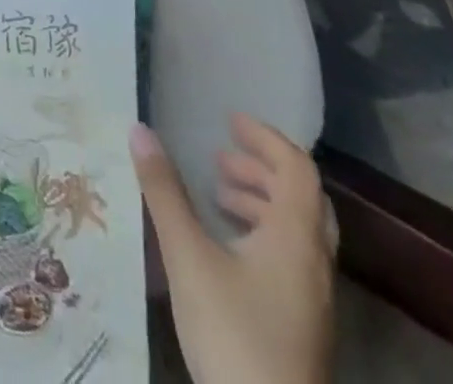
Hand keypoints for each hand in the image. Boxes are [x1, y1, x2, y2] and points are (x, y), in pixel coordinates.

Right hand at [131, 115, 333, 383]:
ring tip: (216, 195)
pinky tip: (225, 247)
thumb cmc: (234, 332)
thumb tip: (139, 129)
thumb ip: (164, 191)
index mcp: (296, 237)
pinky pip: (290, 259)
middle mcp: (313, 262)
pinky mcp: (302, 325)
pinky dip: (262, 234)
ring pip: (296, 231)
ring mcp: (313, 299)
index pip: (297, 169)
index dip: (266, 138)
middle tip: (218, 157)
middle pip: (301, 199)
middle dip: (261, 169)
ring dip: (261, 202)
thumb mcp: (188, 255)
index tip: (230, 120)